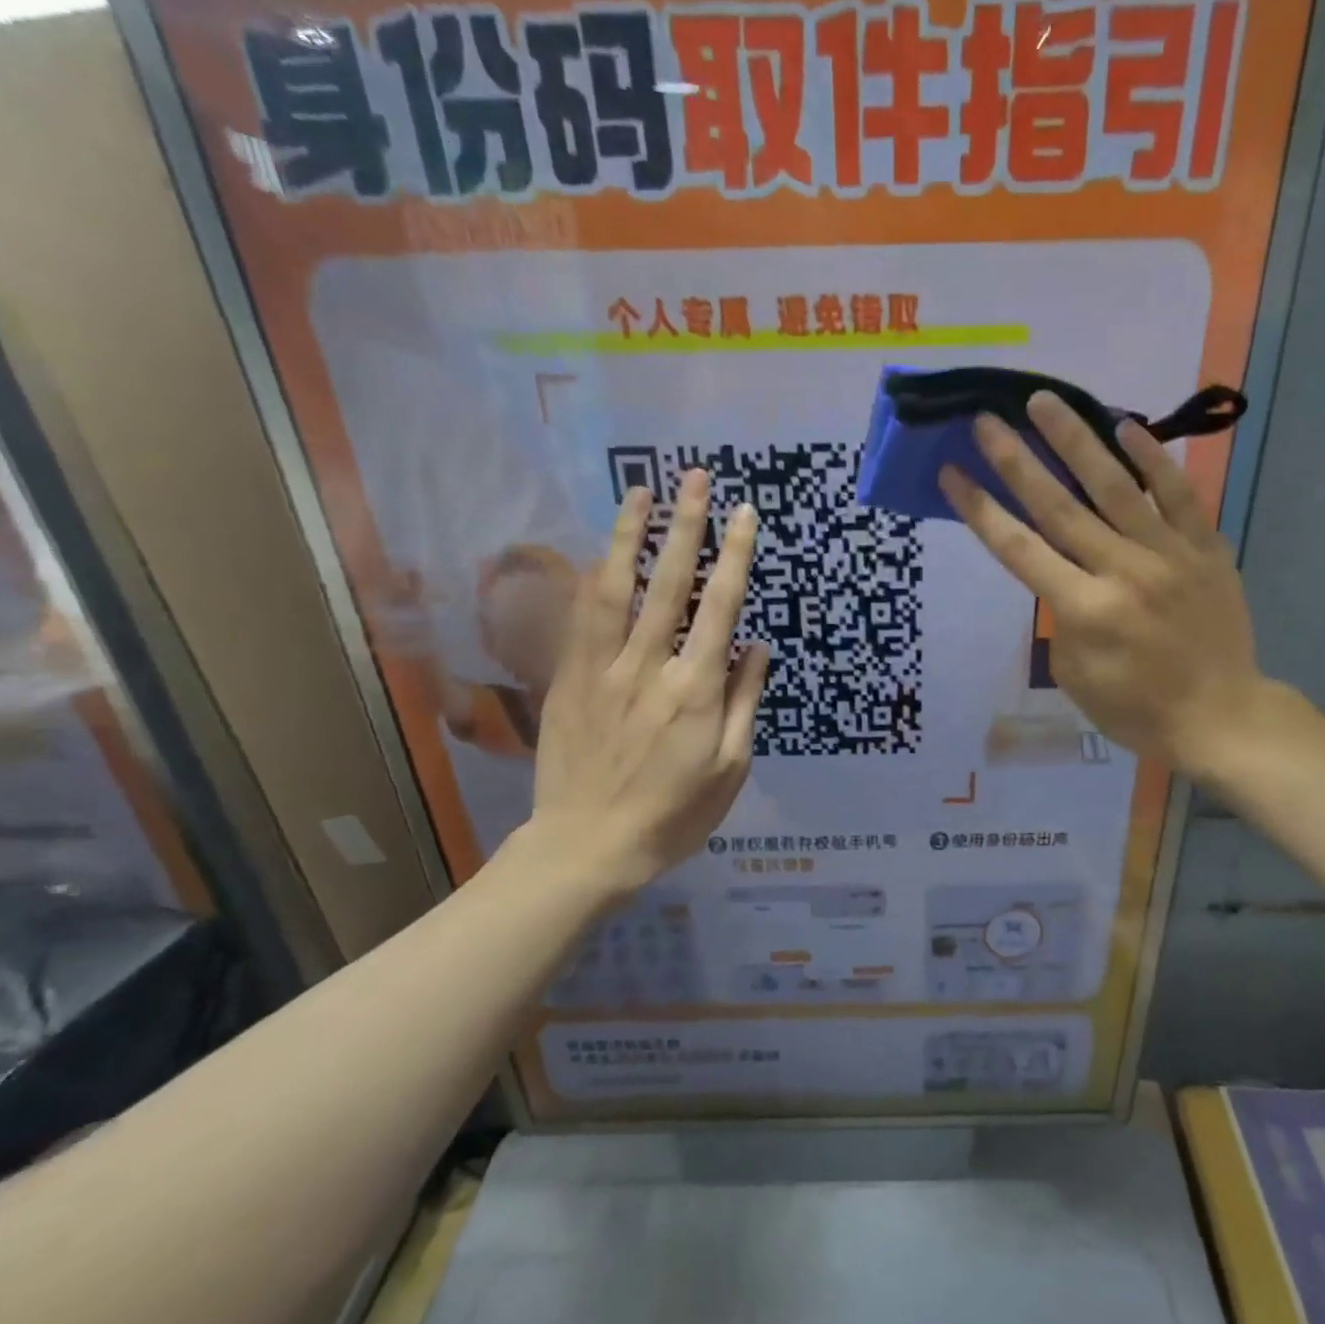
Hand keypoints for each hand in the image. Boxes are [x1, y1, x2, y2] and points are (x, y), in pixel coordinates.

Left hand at [508, 471, 767, 898]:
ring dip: (630, 537)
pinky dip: (591, 578)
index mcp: (695, 692)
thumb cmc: (673, 815)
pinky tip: (600, 552)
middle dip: (685, 527)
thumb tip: (756, 645)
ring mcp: (601, 670)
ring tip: (641, 493)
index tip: (744, 514)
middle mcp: (648, 668)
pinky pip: (579, 619)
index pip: (720, 609)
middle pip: (669, 585)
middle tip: (695, 477)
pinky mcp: (568, 680)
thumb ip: (744, 701)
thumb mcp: (730, 768)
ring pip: (616, 590)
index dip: (735, 557)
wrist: (588, 846)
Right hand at [938, 392, 1271, 782]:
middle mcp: (1123, 572)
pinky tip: (1124, 428)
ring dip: (1076, 441)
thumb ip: (1061, 616)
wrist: (1220, 717)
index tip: (953, 474)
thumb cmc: (1134, 709)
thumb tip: (1061, 572)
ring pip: (1115, 487)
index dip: (982, 510)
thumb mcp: (1074, 674)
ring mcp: (1169, 555)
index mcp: (1084, 611)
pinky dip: (1151, 460)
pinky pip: (1177, 494)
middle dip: (1017, 461)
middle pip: (1060, 506)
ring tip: (1045, 402)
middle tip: (987, 420)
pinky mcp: (1206, 548)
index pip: (1020, 549)